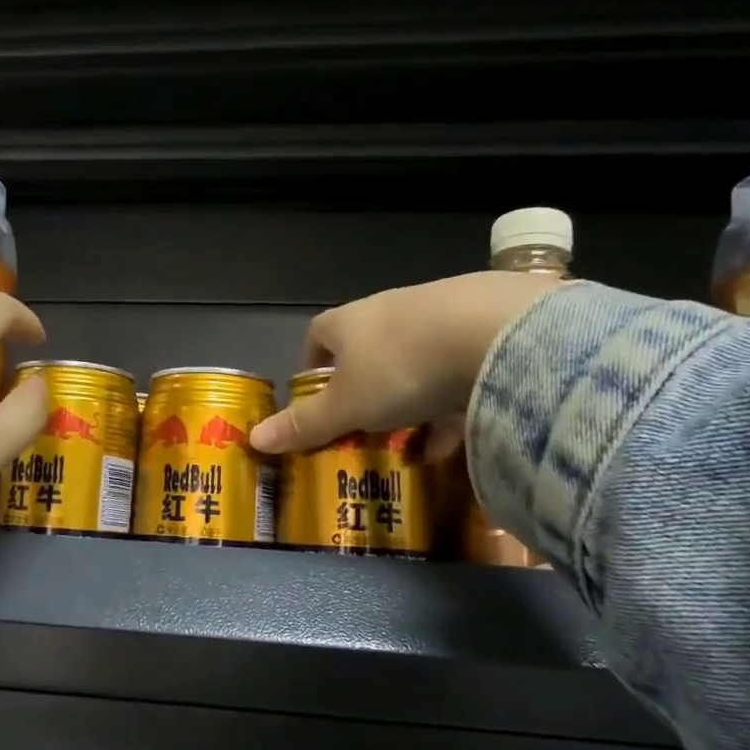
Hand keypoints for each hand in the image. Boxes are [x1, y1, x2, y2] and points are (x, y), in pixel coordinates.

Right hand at [249, 271, 560, 454]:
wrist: (496, 332)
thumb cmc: (400, 368)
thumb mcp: (346, 406)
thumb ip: (304, 424)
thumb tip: (253, 438)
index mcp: (349, 321)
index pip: (318, 335)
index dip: (314, 367)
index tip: (319, 400)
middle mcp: (390, 308)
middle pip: (368, 348)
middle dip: (367, 387)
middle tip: (369, 426)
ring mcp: (440, 312)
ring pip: (416, 359)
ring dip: (413, 397)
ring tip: (418, 441)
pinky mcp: (485, 323)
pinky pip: (459, 366)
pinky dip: (455, 401)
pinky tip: (462, 436)